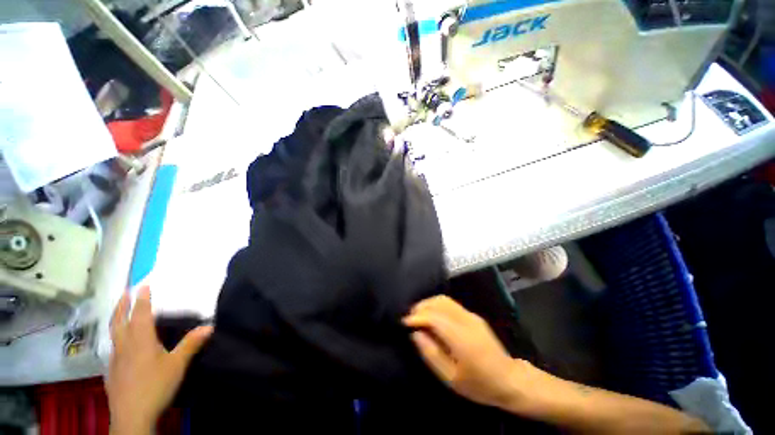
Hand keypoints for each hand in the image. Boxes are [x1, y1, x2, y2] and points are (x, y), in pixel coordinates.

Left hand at [105, 286, 212, 434]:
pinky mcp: (111, 371)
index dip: (142, 298)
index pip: (140, 314)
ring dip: (116, 319)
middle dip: (122, 304)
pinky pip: (112, 347)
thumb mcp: (177, 365)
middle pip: (119, 320)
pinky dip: (115, 337)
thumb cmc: (155, 385)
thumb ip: (191, 344)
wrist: (131, 416)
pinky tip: (119, 344)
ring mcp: (115, 358)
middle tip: (125, 292)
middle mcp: (124, 345)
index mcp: (140, 340)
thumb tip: (210, 325)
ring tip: (119, 312)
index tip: (143, 284)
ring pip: (112, 333)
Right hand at [403, 295, 525, 408]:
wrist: (510, 380)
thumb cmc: (479, 385)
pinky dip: (436, 305)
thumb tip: (416, 333)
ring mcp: (471, 315)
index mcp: (461, 338)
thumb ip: (431, 354)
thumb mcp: (451, 378)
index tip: (404, 322)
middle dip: (420, 307)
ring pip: (444, 299)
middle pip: (438, 303)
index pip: (434, 317)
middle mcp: (466, 320)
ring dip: (428, 304)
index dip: (417, 317)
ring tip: (418, 315)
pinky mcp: (473, 315)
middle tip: (409, 318)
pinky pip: (450, 303)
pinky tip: (432, 315)